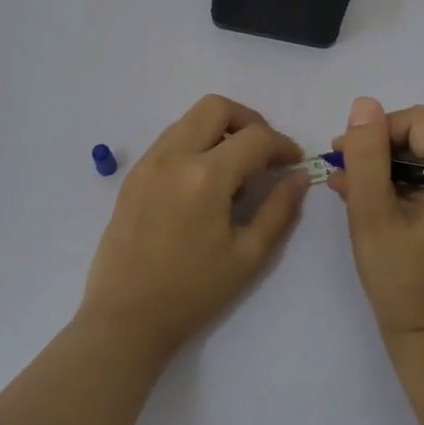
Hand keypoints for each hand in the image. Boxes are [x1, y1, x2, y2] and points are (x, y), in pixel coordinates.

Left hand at [80, 95, 308, 361]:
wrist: (125, 317)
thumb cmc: (193, 292)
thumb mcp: (248, 255)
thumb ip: (279, 209)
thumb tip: (299, 177)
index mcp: (206, 176)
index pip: (255, 137)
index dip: (282, 144)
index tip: (294, 162)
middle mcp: (174, 156)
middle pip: (216, 107)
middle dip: (249, 120)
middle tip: (264, 151)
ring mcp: (148, 163)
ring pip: (189, 119)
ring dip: (219, 129)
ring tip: (235, 167)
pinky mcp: (133, 175)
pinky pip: (169, 140)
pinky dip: (194, 143)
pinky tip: (204, 180)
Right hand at [328, 97, 423, 346]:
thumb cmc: (399, 278)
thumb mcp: (372, 212)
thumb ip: (367, 155)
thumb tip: (364, 104)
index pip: (417, 123)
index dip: (376, 132)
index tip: (343, 156)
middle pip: (422, 140)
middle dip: (378, 152)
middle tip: (341, 173)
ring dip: (385, 170)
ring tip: (347, 189)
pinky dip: (402, 188)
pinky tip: (370, 202)